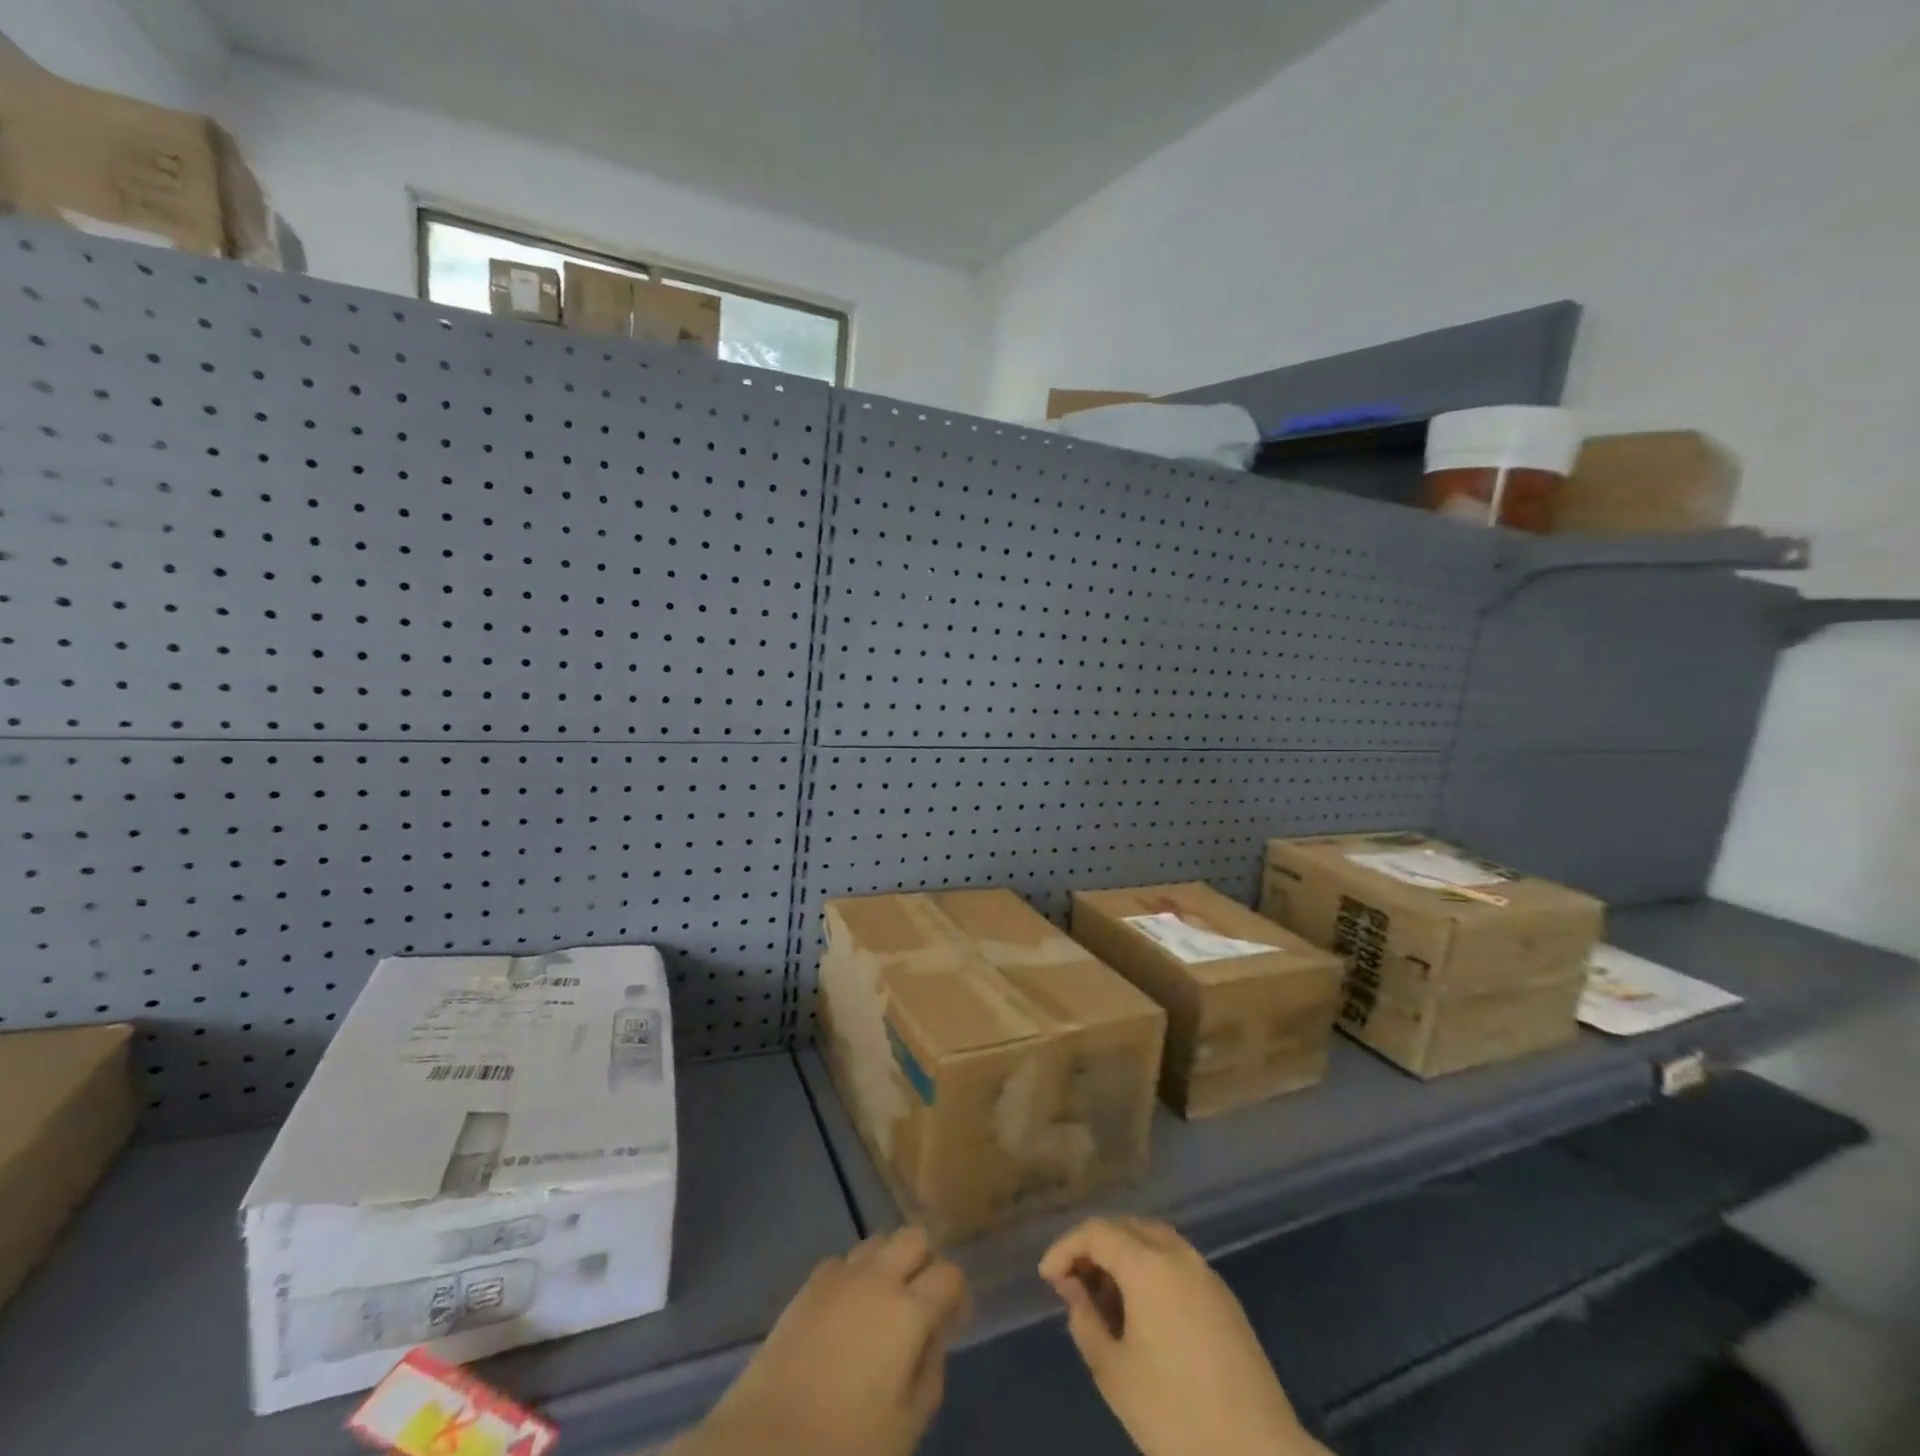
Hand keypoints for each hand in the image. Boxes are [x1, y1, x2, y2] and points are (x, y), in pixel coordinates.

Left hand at [671, 1227, 970, 1455]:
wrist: (766, 1446)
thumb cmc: (846, 1447)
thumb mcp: (907, 1427)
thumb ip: (930, 1373)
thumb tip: (932, 1339)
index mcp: (908, 1311)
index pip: (950, 1274)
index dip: (958, 1294)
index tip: (954, 1321)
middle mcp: (878, 1278)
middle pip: (914, 1236)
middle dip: (925, 1262)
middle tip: (921, 1303)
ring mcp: (840, 1276)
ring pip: (879, 1240)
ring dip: (890, 1262)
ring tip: (884, 1304)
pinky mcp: (808, 1285)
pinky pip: (844, 1260)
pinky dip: (855, 1274)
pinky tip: (848, 1311)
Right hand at [1039, 1217, 1326, 1455]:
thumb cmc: (1178, 1416)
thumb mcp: (1115, 1375)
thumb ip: (1086, 1322)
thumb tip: (1074, 1290)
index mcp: (1148, 1264)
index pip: (1096, 1232)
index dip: (1066, 1248)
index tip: (1047, 1278)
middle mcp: (1177, 1254)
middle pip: (1125, 1227)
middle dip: (1094, 1247)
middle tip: (1073, 1283)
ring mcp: (1205, 1273)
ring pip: (1153, 1239)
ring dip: (1123, 1254)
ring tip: (1104, 1295)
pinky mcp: (1224, 1298)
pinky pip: (1176, 1261)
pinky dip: (1150, 1268)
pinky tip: (1142, 1310)